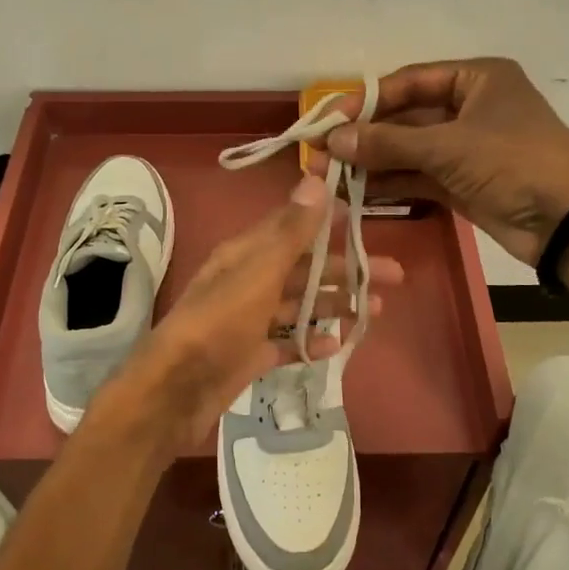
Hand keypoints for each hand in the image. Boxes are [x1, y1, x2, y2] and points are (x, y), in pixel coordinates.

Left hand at [88, 173, 404, 457]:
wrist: (175, 390)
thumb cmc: (218, 323)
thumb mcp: (258, 272)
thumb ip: (290, 231)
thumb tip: (315, 179)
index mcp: (246, 254)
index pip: (293, 226)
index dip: (328, 220)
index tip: (366, 217)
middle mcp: (248, 281)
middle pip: (304, 268)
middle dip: (346, 269)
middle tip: (393, 275)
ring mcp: (248, 320)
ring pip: (298, 305)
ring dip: (334, 304)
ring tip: (374, 310)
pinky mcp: (249, 355)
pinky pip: (286, 342)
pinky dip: (310, 341)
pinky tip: (336, 345)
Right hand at [320, 57, 568, 266]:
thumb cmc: (514, 163)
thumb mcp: (449, 147)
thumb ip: (388, 142)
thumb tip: (333, 139)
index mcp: (476, 78)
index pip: (409, 81)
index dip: (367, 101)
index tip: (329, 120)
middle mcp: (469, 107)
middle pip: (405, 117)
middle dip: (364, 137)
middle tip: (321, 153)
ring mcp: (465, 148)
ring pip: (408, 150)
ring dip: (371, 163)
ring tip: (328, 176)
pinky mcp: (462, 183)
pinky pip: (417, 176)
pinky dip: (390, 183)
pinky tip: (355, 192)